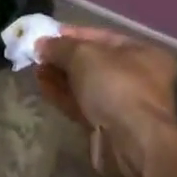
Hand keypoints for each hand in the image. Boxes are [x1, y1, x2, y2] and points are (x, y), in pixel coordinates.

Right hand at [35, 28, 176, 176]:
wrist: (130, 143)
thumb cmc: (114, 86)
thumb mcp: (83, 55)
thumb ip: (59, 46)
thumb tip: (41, 44)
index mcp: (142, 53)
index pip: (102, 36)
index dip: (73, 34)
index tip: (47, 34)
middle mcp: (137, 77)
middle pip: (93, 61)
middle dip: (63, 57)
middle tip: (37, 54)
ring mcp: (123, 104)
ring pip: (85, 85)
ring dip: (60, 76)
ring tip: (35, 69)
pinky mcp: (107, 126)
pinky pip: (81, 104)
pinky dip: (62, 95)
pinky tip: (42, 86)